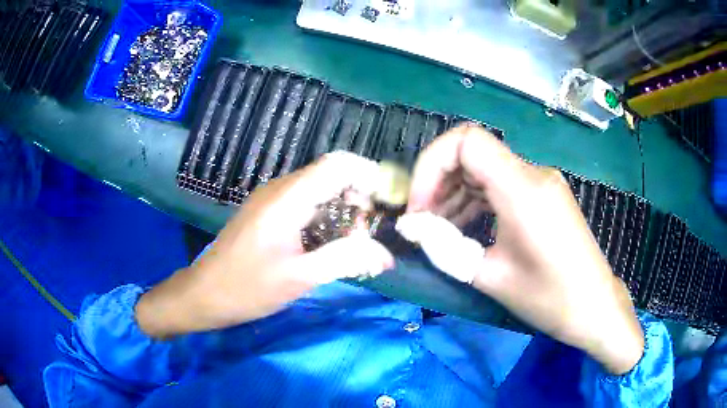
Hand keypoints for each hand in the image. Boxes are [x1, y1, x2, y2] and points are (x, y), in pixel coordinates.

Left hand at [136, 152, 393, 337]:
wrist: (205, 294)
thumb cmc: (247, 288)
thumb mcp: (299, 278)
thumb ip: (346, 260)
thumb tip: (386, 254)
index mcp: (288, 199)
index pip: (339, 164)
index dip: (370, 176)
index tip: (388, 205)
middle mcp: (281, 189)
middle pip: (332, 175)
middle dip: (358, 200)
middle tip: (366, 237)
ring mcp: (272, 199)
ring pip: (320, 190)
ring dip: (342, 211)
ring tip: (350, 246)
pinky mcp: (268, 212)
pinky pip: (306, 203)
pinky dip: (325, 218)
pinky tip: (327, 246)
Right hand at [407, 125, 643, 374]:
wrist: (595, 307)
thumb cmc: (549, 298)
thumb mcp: (490, 277)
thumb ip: (445, 247)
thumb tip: (410, 226)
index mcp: (522, 189)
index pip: (466, 141)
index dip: (431, 164)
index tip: (419, 205)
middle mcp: (533, 174)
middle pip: (472, 152)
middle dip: (438, 181)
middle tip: (422, 220)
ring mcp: (541, 182)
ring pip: (485, 168)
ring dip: (456, 192)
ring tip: (438, 228)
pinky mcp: (545, 194)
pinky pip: (502, 184)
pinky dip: (477, 199)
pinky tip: (465, 226)